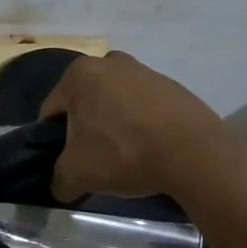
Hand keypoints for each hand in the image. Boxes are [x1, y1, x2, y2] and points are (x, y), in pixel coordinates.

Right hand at [40, 51, 246, 205]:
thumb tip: (61, 185)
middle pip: (84, 104)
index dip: (52, 140)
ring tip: (124, 157)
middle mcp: (110, 62)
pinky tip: (148, 149)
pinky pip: (143, 108)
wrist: (195, 154)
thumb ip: (58, 179)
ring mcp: (145, 71)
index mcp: (79, 74)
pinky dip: (140, 126)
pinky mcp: (173, 86)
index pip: (51, 111)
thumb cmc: (123, 153)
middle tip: (93, 159)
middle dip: (85, 129)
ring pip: (114, 104)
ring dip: (113, 126)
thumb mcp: (76, 174)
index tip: (65, 161)